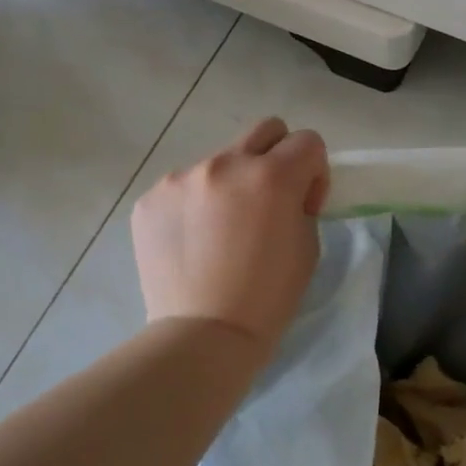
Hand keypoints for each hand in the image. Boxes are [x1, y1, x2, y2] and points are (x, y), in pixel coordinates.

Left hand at [132, 117, 329, 360]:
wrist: (203, 335)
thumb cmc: (268, 298)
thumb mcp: (307, 246)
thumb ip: (299, 203)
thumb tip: (285, 193)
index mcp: (271, 176)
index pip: (307, 141)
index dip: (314, 171)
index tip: (304, 204)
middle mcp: (225, 164)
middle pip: (265, 130)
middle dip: (277, 156)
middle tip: (269, 199)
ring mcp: (182, 178)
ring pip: (220, 160)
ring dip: (230, 184)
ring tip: (221, 231)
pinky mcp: (151, 198)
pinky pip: (184, 186)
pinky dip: (195, 205)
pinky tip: (192, 242)